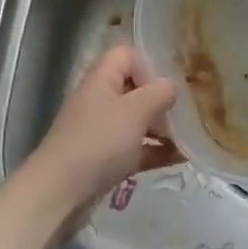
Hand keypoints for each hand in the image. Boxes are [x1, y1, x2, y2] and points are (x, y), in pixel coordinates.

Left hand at [22, 44, 181, 215]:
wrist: (59, 193)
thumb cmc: (99, 142)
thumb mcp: (135, 111)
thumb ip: (160, 93)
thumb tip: (171, 87)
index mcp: (102, 79)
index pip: (126, 55)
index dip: (148, 65)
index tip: (164, 89)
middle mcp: (100, 100)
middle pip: (135, 89)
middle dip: (161, 102)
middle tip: (182, 117)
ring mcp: (101, 131)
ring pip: (137, 120)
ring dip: (162, 128)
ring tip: (188, 140)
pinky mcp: (105, 159)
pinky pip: (136, 148)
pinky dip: (155, 151)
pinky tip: (180, 158)